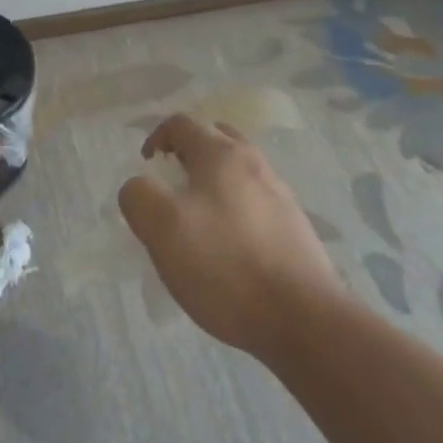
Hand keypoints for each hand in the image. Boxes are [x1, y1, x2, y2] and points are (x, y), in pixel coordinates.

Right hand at [120, 114, 343, 355]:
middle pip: (216, 139)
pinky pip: (256, 202)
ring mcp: (280, 195)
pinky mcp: (295, 228)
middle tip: (172, 184)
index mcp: (221, 154)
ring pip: (239, 172)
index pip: (182, 123)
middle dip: (189, 153)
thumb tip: (140, 187)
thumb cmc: (225, 265)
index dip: (156, 137)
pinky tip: (229, 248)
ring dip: (214, 182)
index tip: (146, 167)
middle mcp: (254, 163)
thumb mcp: (162, 227)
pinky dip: (235, 209)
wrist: (303, 319)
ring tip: (198, 220)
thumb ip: (139, 196)